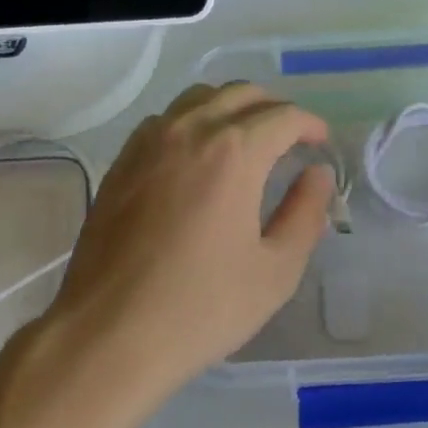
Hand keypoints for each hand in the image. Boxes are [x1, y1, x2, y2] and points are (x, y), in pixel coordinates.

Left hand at [46, 83, 333, 398]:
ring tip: (246, 139)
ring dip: (232, 107)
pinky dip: (193, 120)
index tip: (320, 143)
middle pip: (241, 94)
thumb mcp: (275, 271)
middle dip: (273, 109)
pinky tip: (197, 154)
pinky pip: (166, 118)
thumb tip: (317, 174)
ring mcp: (150, 141)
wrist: (108, 333)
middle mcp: (191, 130)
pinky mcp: (122, 160)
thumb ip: (305, 213)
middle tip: (289, 138)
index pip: (282, 116)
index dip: (309, 124)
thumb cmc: (201, 307)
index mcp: (234, 152)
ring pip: (200, 98)